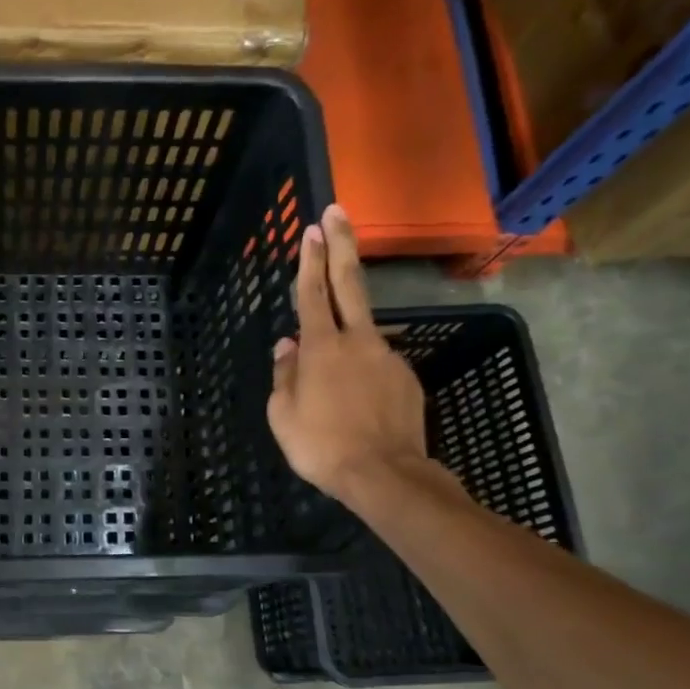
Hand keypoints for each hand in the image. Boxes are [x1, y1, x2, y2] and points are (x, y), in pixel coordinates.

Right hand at [266, 204, 429, 508]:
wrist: (385, 475)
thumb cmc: (321, 446)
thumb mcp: (283, 415)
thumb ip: (284, 374)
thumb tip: (286, 345)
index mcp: (321, 347)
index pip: (312, 292)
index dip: (310, 259)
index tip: (311, 228)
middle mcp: (357, 341)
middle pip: (350, 282)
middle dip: (342, 244)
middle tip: (337, 213)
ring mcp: (387, 356)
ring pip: (362, 331)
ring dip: (347, 332)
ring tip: (333, 380)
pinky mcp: (406, 377)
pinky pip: (376, 364)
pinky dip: (362, 371)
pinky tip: (355, 402)